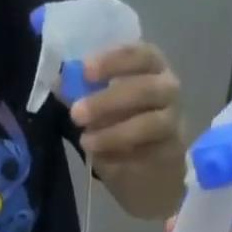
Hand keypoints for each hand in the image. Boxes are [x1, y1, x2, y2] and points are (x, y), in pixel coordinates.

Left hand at [71, 43, 183, 174]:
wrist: (148, 177)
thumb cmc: (124, 131)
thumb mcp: (100, 110)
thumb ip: (84, 93)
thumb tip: (58, 81)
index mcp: (151, 69)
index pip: (140, 54)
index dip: (113, 60)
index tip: (85, 70)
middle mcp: (167, 90)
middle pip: (145, 88)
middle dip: (108, 100)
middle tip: (76, 113)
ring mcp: (173, 122)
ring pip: (150, 122)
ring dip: (114, 132)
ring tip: (86, 142)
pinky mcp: (172, 152)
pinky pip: (149, 151)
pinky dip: (123, 154)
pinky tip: (102, 158)